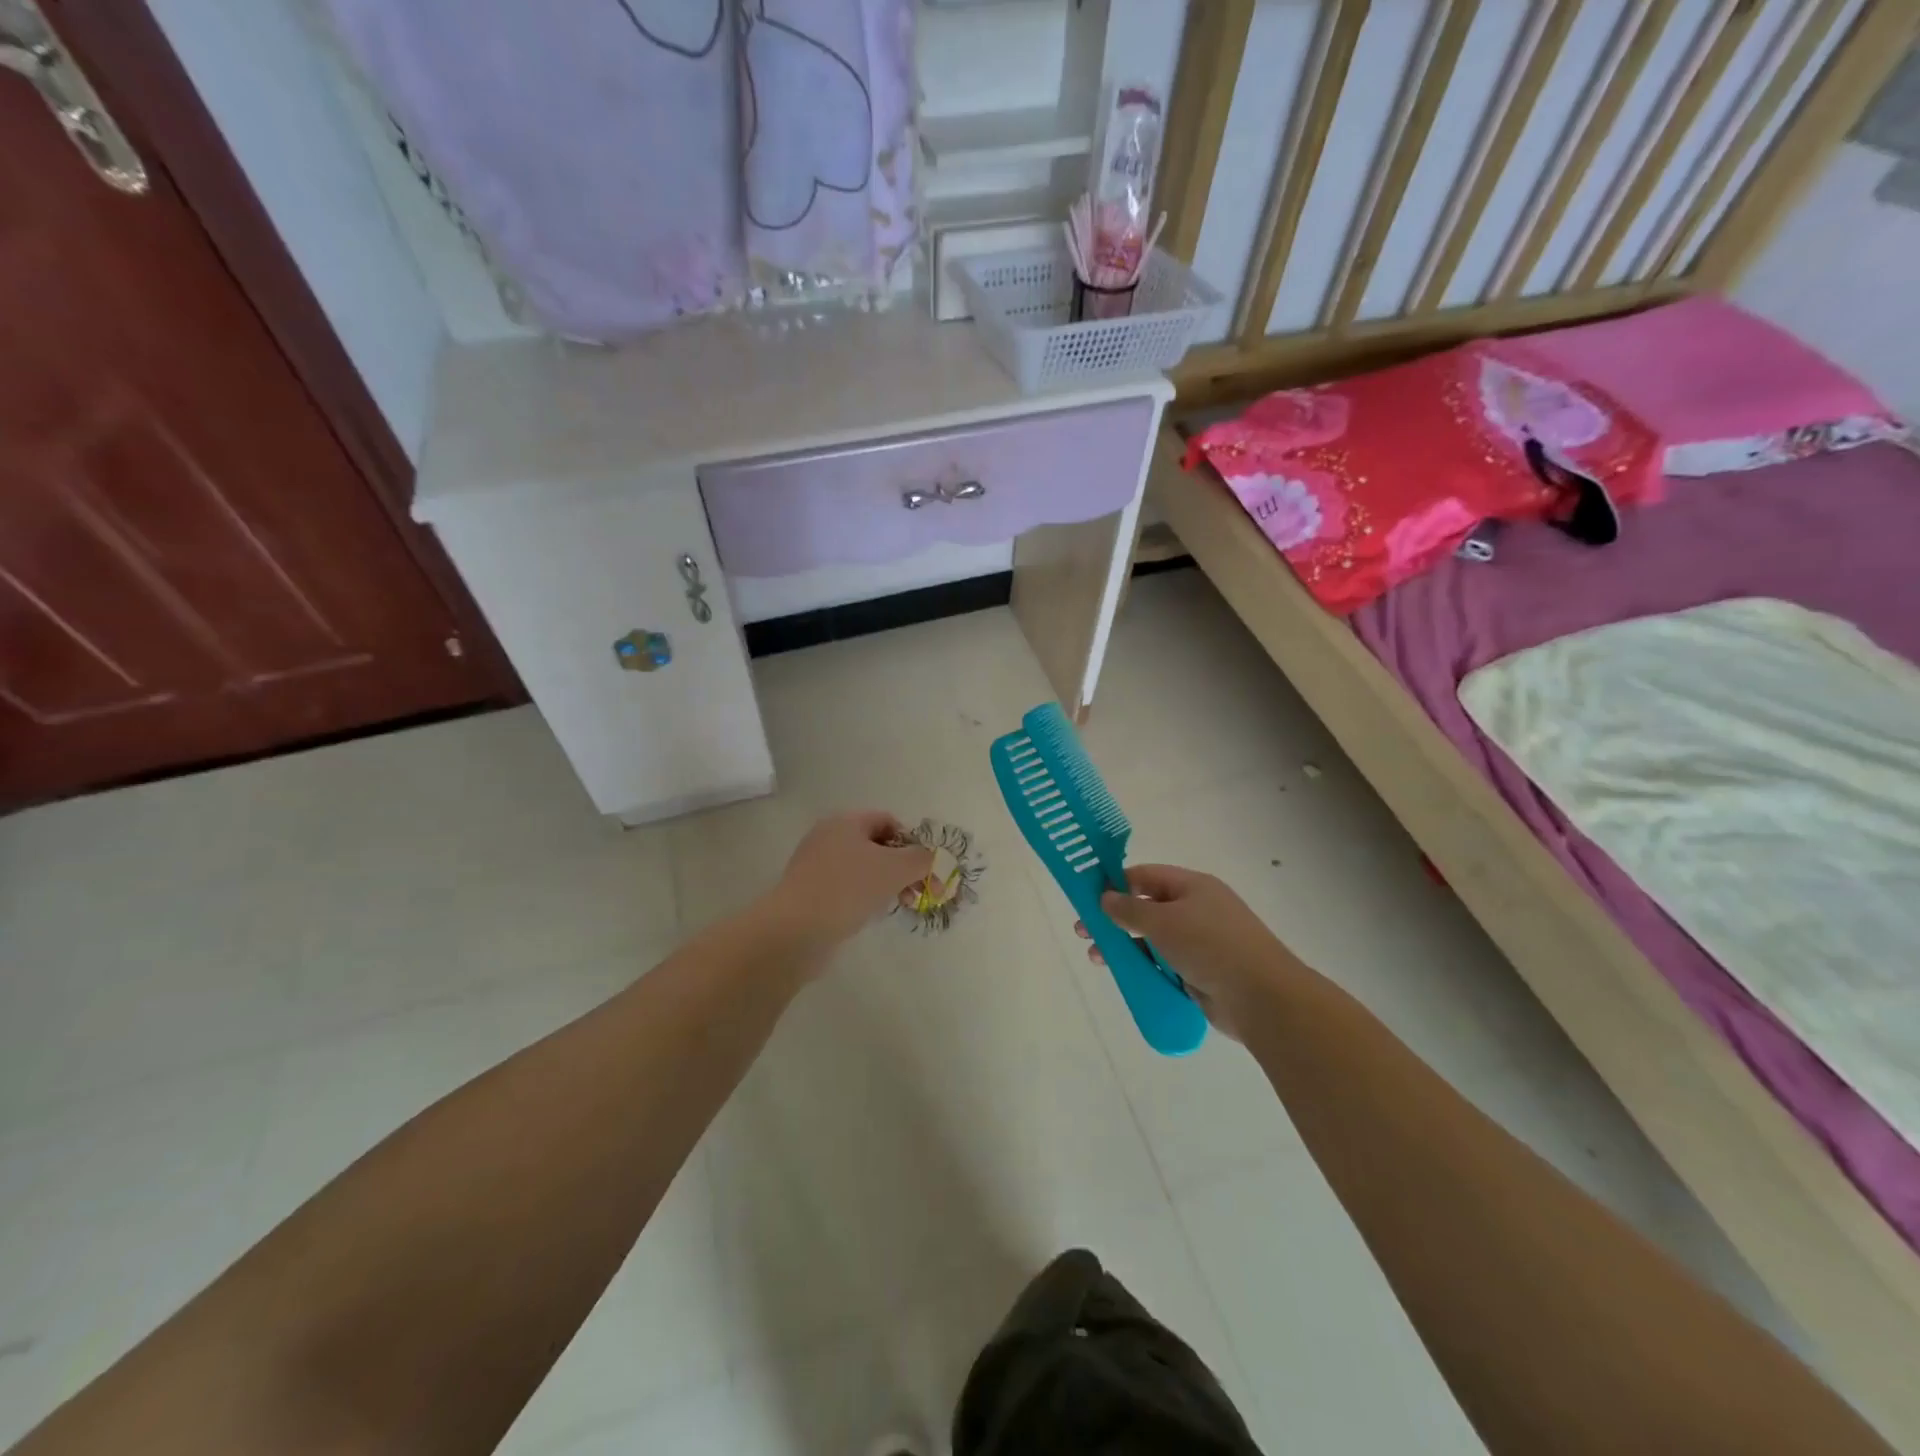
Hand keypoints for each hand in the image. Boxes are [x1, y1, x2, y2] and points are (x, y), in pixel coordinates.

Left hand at [763, 811, 934, 958]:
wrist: (795, 930)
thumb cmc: (848, 889)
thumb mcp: (895, 869)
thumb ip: (922, 859)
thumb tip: (933, 858)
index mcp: (845, 821)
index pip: (888, 821)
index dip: (911, 842)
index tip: (924, 869)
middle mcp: (827, 836)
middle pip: (875, 845)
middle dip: (901, 866)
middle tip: (916, 892)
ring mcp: (815, 865)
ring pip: (861, 868)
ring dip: (884, 883)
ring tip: (897, 905)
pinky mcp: (808, 892)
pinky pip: (845, 887)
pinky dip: (862, 897)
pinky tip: (870, 914)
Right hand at [1076, 864, 1293, 1040]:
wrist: (1262, 997)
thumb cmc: (1210, 945)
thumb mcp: (1163, 921)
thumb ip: (1129, 909)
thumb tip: (1105, 897)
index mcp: (1193, 886)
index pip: (1146, 876)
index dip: (1116, 883)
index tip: (1088, 897)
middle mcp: (1196, 910)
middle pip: (1147, 908)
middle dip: (1114, 919)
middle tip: (1084, 932)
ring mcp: (1200, 943)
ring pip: (1153, 940)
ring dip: (1124, 946)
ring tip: (1097, 958)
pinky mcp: (1201, 973)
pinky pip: (1164, 965)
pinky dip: (1144, 968)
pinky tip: (1124, 976)